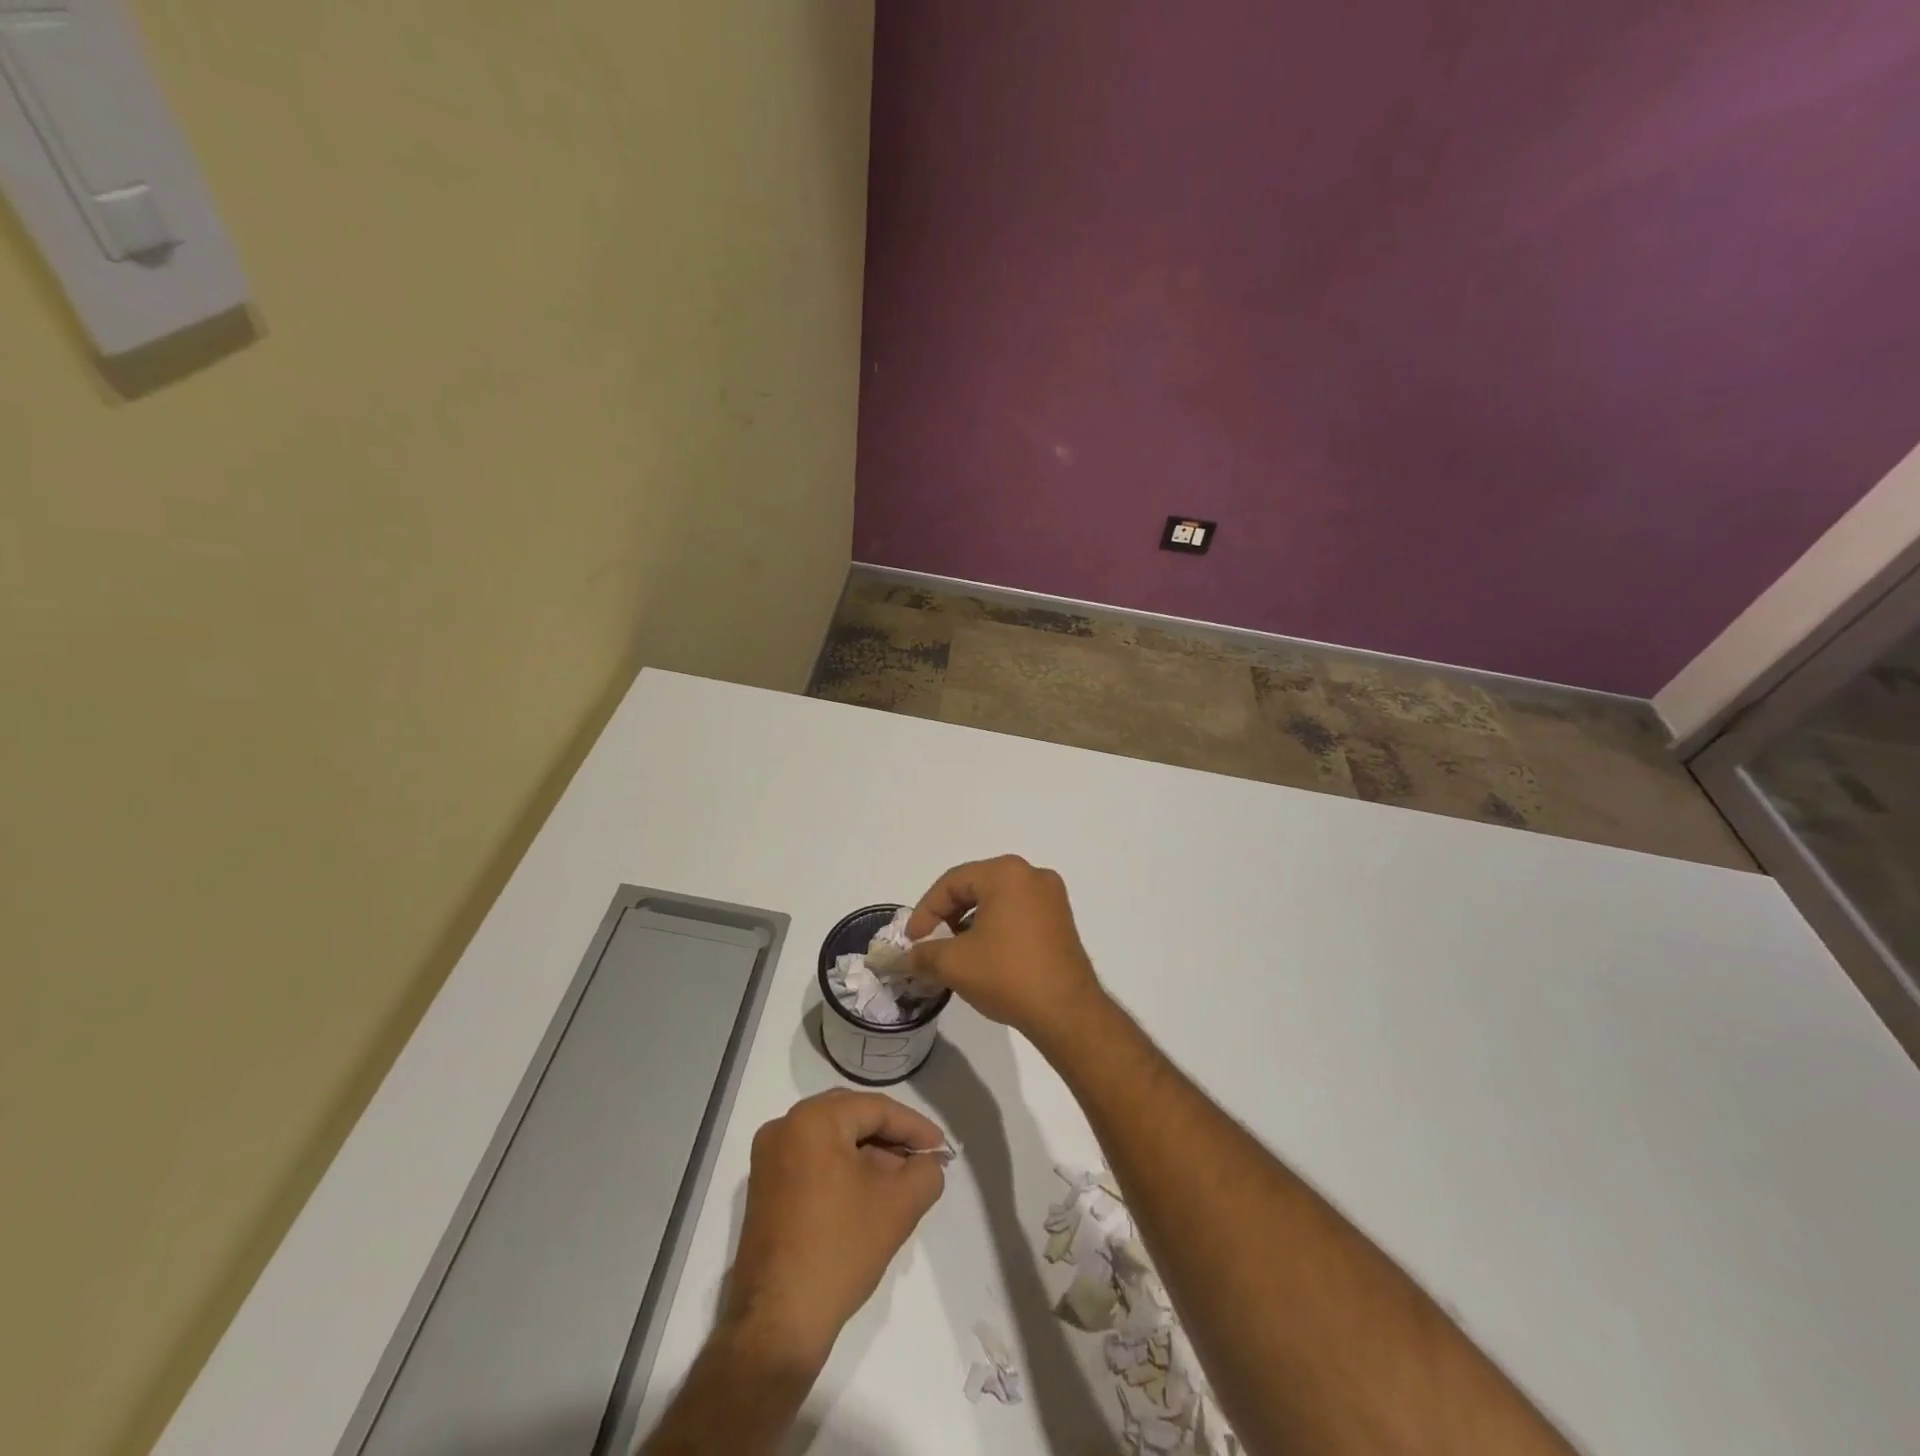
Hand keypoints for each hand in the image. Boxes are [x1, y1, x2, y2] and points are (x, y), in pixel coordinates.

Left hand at [721, 1090, 946, 1371]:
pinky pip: (813, 1159)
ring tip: (902, 1177)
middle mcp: (785, 1127)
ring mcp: (769, 1158)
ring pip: (832, 1139)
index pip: (875, 1108)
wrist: (777, 1325)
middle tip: (923, 1157)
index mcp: (812, 1120)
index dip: (913, 1126)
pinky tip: (869, 1190)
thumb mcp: (898, 1207)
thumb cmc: (839, 1251)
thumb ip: (925, 1174)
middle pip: (851, 1117)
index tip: (941, 1147)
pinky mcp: (765, 1187)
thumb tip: (931, 1162)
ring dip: (869, 1153)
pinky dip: (843, 1168)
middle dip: (891, 1136)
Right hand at [905, 855, 1105, 1048]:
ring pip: (997, 900)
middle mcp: (1032, 875)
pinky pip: (1018, 913)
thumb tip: (906, 958)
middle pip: (976, 886)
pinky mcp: (1061, 920)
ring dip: (970, 922)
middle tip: (930, 943)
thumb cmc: (1008, 975)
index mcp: (1006, 873)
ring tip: (955, 953)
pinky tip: (984, 955)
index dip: (925, 911)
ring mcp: (1052, 897)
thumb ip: (924, 954)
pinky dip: (996, 928)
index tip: (912, 941)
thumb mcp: (954, 964)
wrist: (1067, 1012)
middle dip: (947, 915)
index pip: (952, 882)